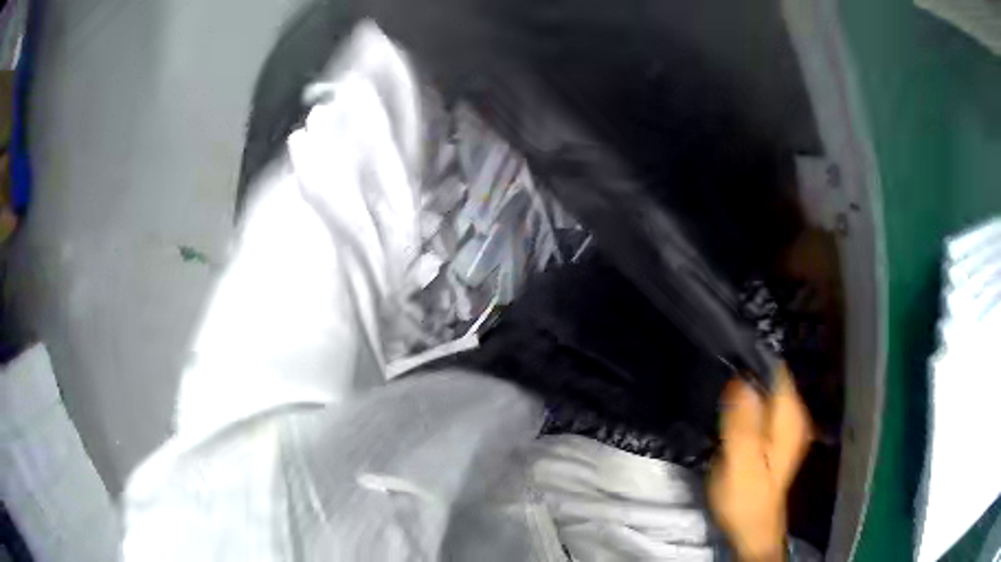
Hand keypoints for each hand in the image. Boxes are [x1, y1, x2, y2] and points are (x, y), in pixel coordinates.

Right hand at [707, 364, 811, 561]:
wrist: (752, 529)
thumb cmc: (746, 499)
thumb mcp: (741, 464)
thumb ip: (742, 423)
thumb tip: (740, 379)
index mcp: (790, 417)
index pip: (775, 369)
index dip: (750, 358)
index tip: (723, 352)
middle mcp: (792, 415)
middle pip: (769, 377)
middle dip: (742, 372)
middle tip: (713, 373)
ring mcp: (784, 425)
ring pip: (762, 391)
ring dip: (740, 388)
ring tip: (715, 388)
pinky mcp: (772, 435)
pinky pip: (758, 407)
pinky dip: (742, 403)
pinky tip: (725, 409)